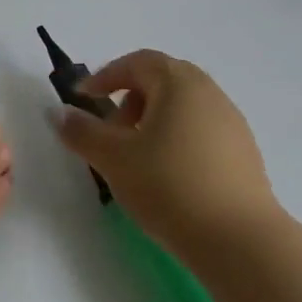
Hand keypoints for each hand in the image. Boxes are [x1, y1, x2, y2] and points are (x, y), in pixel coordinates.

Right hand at [52, 50, 280, 253]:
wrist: (238, 239)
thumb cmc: (168, 186)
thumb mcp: (113, 158)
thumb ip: (82, 131)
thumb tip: (58, 112)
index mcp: (179, 83)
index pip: (137, 62)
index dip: (105, 76)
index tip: (83, 99)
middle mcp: (209, 93)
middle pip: (162, 81)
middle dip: (129, 101)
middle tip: (110, 133)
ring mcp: (232, 122)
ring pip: (182, 108)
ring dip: (152, 122)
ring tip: (135, 160)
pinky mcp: (243, 153)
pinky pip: (200, 131)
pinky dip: (175, 140)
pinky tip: (166, 177)